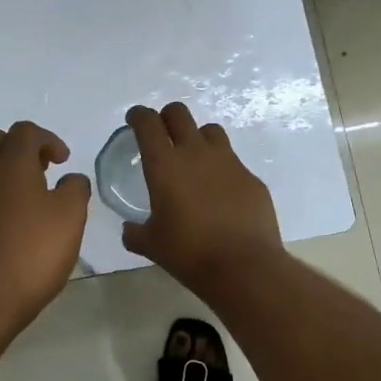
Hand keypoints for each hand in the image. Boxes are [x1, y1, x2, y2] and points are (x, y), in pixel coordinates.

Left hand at [0, 121, 90, 327]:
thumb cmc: (31, 253)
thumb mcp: (70, 218)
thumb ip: (75, 189)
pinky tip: (8, 227)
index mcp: (11, 164)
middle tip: (40, 170)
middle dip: (18, 147)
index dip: (48, 139)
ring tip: (28, 201)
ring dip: (3, 173)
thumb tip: (71, 178)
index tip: (63, 161)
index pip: (25, 131)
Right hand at [121, 103, 282, 290]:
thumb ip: (135, 232)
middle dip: (167, 117)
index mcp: (165, 164)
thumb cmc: (189, 252)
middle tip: (162, 134)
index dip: (139, 116)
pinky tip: (221, 194)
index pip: (148, 123)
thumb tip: (129, 229)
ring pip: (210, 131)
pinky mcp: (251, 177)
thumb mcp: (151, 245)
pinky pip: (233, 162)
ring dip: (198, 138)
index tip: (135, 120)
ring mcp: (228, 162)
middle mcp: (196, 153)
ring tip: (194, 160)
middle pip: (179, 113)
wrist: (244, 266)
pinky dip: (222, 170)